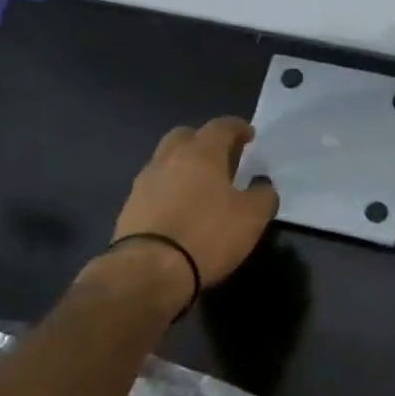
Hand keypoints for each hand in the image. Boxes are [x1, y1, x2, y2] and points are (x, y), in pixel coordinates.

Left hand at [111, 117, 279, 286]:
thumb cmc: (208, 235)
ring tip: (200, 186)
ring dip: (183, 166)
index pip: (221, 126)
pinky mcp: (130, 206)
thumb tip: (263, 187)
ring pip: (166, 161)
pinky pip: (155, 187)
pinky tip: (180, 209)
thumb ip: (263, 196)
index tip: (248, 135)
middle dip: (204, 141)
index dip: (237, 128)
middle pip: (186, 136)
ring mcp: (145, 181)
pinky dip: (169, 190)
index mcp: (201, 153)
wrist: (150, 269)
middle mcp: (169, 158)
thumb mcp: (252, 218)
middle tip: (221, 157)